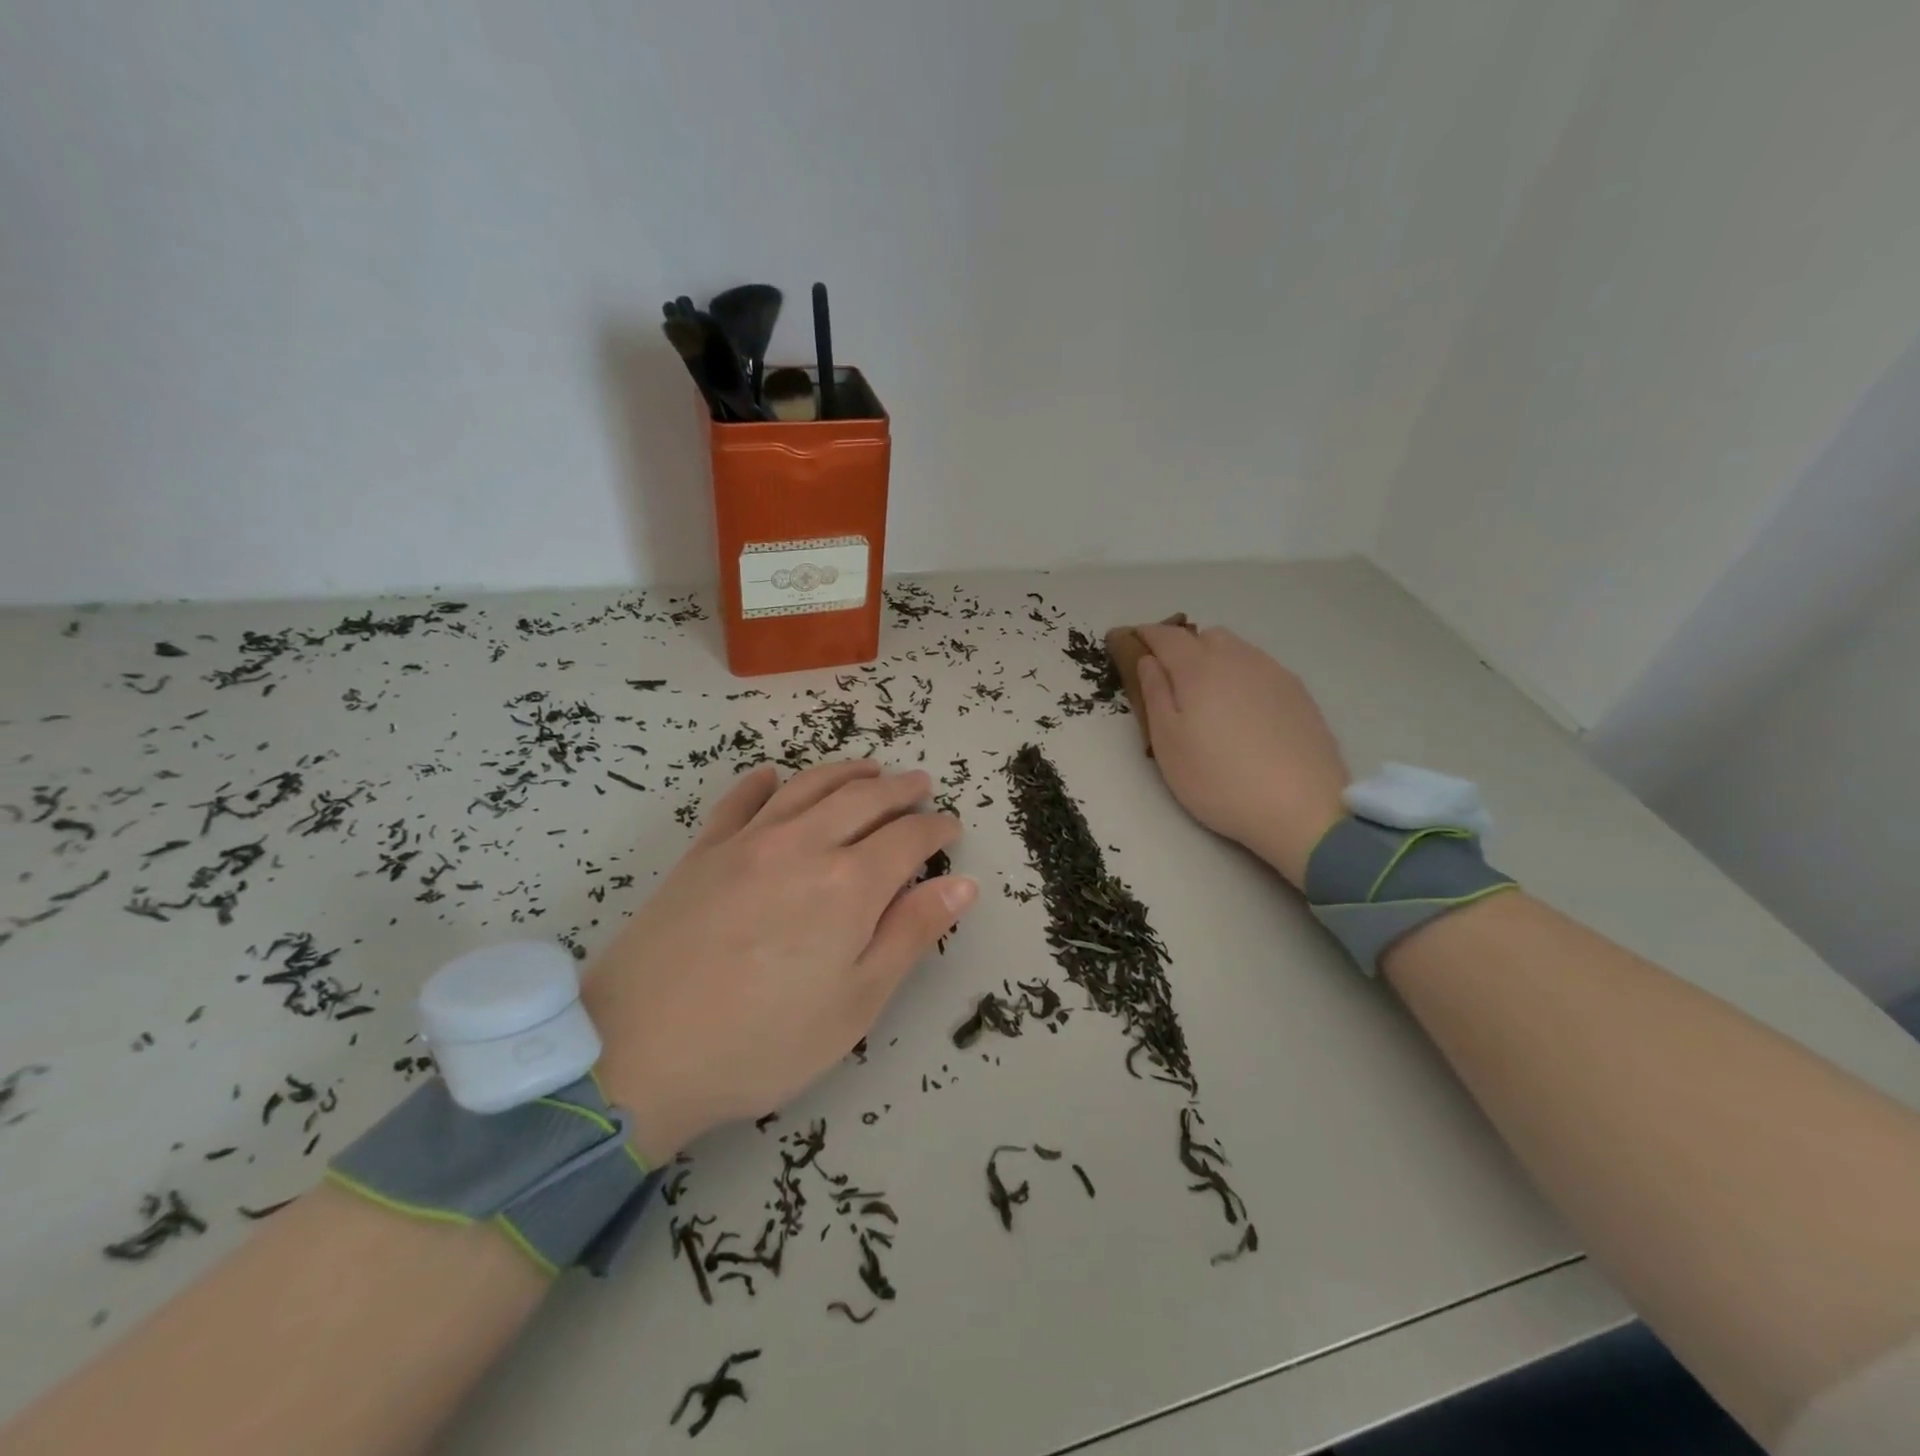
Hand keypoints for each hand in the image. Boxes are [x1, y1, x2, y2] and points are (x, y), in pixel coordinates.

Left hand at [581, 760, 974, 1164]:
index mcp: (848, 884)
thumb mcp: (855, 1002)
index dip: (935, 829)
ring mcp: (747, 841)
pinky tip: (772, 775)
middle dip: (899, 789)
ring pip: (808, 787)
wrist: (637, 1050)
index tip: (951, 827)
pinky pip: (739, 801)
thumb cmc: (763, 1041)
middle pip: (863, 799)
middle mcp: (803, 845)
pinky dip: (762, 782)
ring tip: (869, 769)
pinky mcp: (703, 852)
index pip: (907, 838)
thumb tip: (962, 883)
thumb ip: (910, 934)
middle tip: (920, 785)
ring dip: (845, 772)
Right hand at [1134, 624, 1349, 886]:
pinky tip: (1242, 711)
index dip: (1145, 634)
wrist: (1301, 808)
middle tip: (1170, 678)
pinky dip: (1242, 676)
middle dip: (1183, 646)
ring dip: (1215, 659)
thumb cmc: (1218, 779)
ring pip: (1237, 650)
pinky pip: (1261, 669)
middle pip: (1206, 636)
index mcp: (1199, 669)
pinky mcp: (1299, 694)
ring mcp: (1274, 674)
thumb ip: (1155, 694)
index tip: (1130, 640)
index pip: (1167, 636)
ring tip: (1208, 696)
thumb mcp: (1168, 742)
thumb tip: (1149, 660)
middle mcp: (1238, 659)